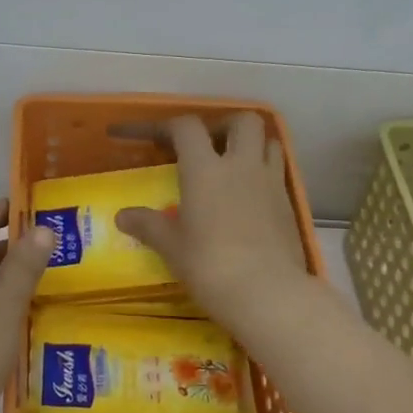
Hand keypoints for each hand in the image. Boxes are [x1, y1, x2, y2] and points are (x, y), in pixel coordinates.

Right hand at [115, 113, 313, 339]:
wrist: (268, 293)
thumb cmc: (211, 266)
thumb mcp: (172, 248)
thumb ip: (148, 226)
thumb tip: (122, 216)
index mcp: (205, 170)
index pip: (187, 127)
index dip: (166, 126)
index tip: (150, 137)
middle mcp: (241, 165)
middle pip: (242, 120)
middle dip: (223, 125)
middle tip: (208, 146)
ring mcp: (271, 182)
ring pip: (270, 141)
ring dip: (252, 145)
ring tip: (235, 167)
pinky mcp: (289, 204)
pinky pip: (279, 172)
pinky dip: (265, 174)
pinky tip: (251, 198)